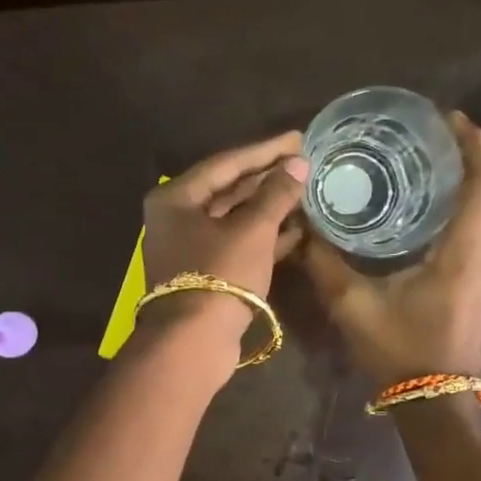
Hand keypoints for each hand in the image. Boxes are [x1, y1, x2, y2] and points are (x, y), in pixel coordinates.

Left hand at [139, 131, 311, 345]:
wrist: (193, 342)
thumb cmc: (219, 275)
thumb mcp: (252, 230)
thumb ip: (275, 194)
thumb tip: (297, 164)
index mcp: (176, 198)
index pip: (226, 163)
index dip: (264, 151)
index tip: (296, 139)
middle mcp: (176, 218)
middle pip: (228, 190)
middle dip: (267, 178)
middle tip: (302, 163)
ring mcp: (189, 248)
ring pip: (234, 219)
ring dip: (268, 207)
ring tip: (304, 193)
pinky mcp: (205, 274)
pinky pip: (237, 244)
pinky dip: (263, 236)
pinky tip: (295, 230)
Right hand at [302, 111, 480, 384]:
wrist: (434, 403)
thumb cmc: (400, 352)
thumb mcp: (353, 305)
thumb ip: (324, 261)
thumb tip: (299, 225)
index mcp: (465, 250)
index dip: (471, 142)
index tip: (447, 115)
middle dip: (466, 153)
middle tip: (427, 132)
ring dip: (464, 180)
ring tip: (425, 161)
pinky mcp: (479, 283)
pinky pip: (477, 229)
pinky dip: (460, 206)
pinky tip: (424, 207)